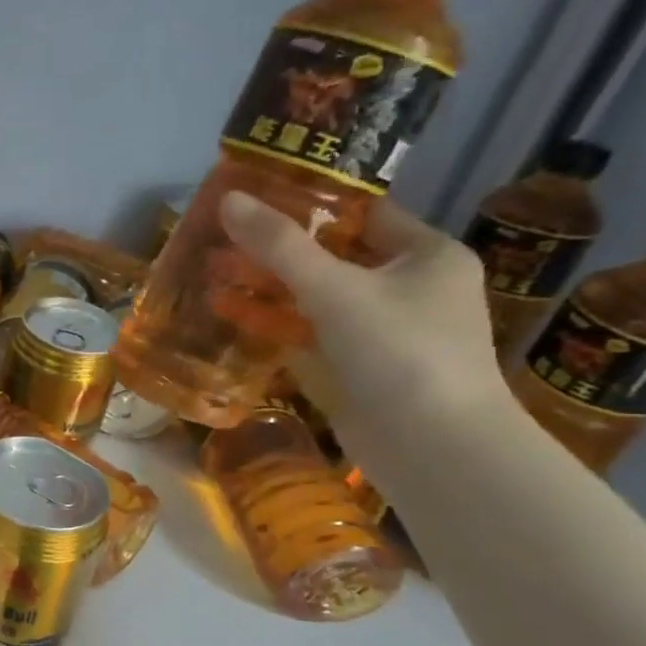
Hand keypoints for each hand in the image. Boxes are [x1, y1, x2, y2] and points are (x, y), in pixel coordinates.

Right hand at [219, 191, 512, 465]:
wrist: (433, 448)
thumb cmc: (400, 351)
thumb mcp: (335, 289)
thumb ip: (280, 246)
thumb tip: (228, 199)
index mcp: (426, 257)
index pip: (365, 214)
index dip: (312, 204)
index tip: (257, 198)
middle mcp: (409, 289)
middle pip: (333, 257)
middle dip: (277, 249)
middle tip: (222, 236)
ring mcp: (381, 333)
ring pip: (314, 298)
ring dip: (266, 287)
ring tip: (212, 272)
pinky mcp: (356, 369)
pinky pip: (306, 334)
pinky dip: (271, 324)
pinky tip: (228, 314)